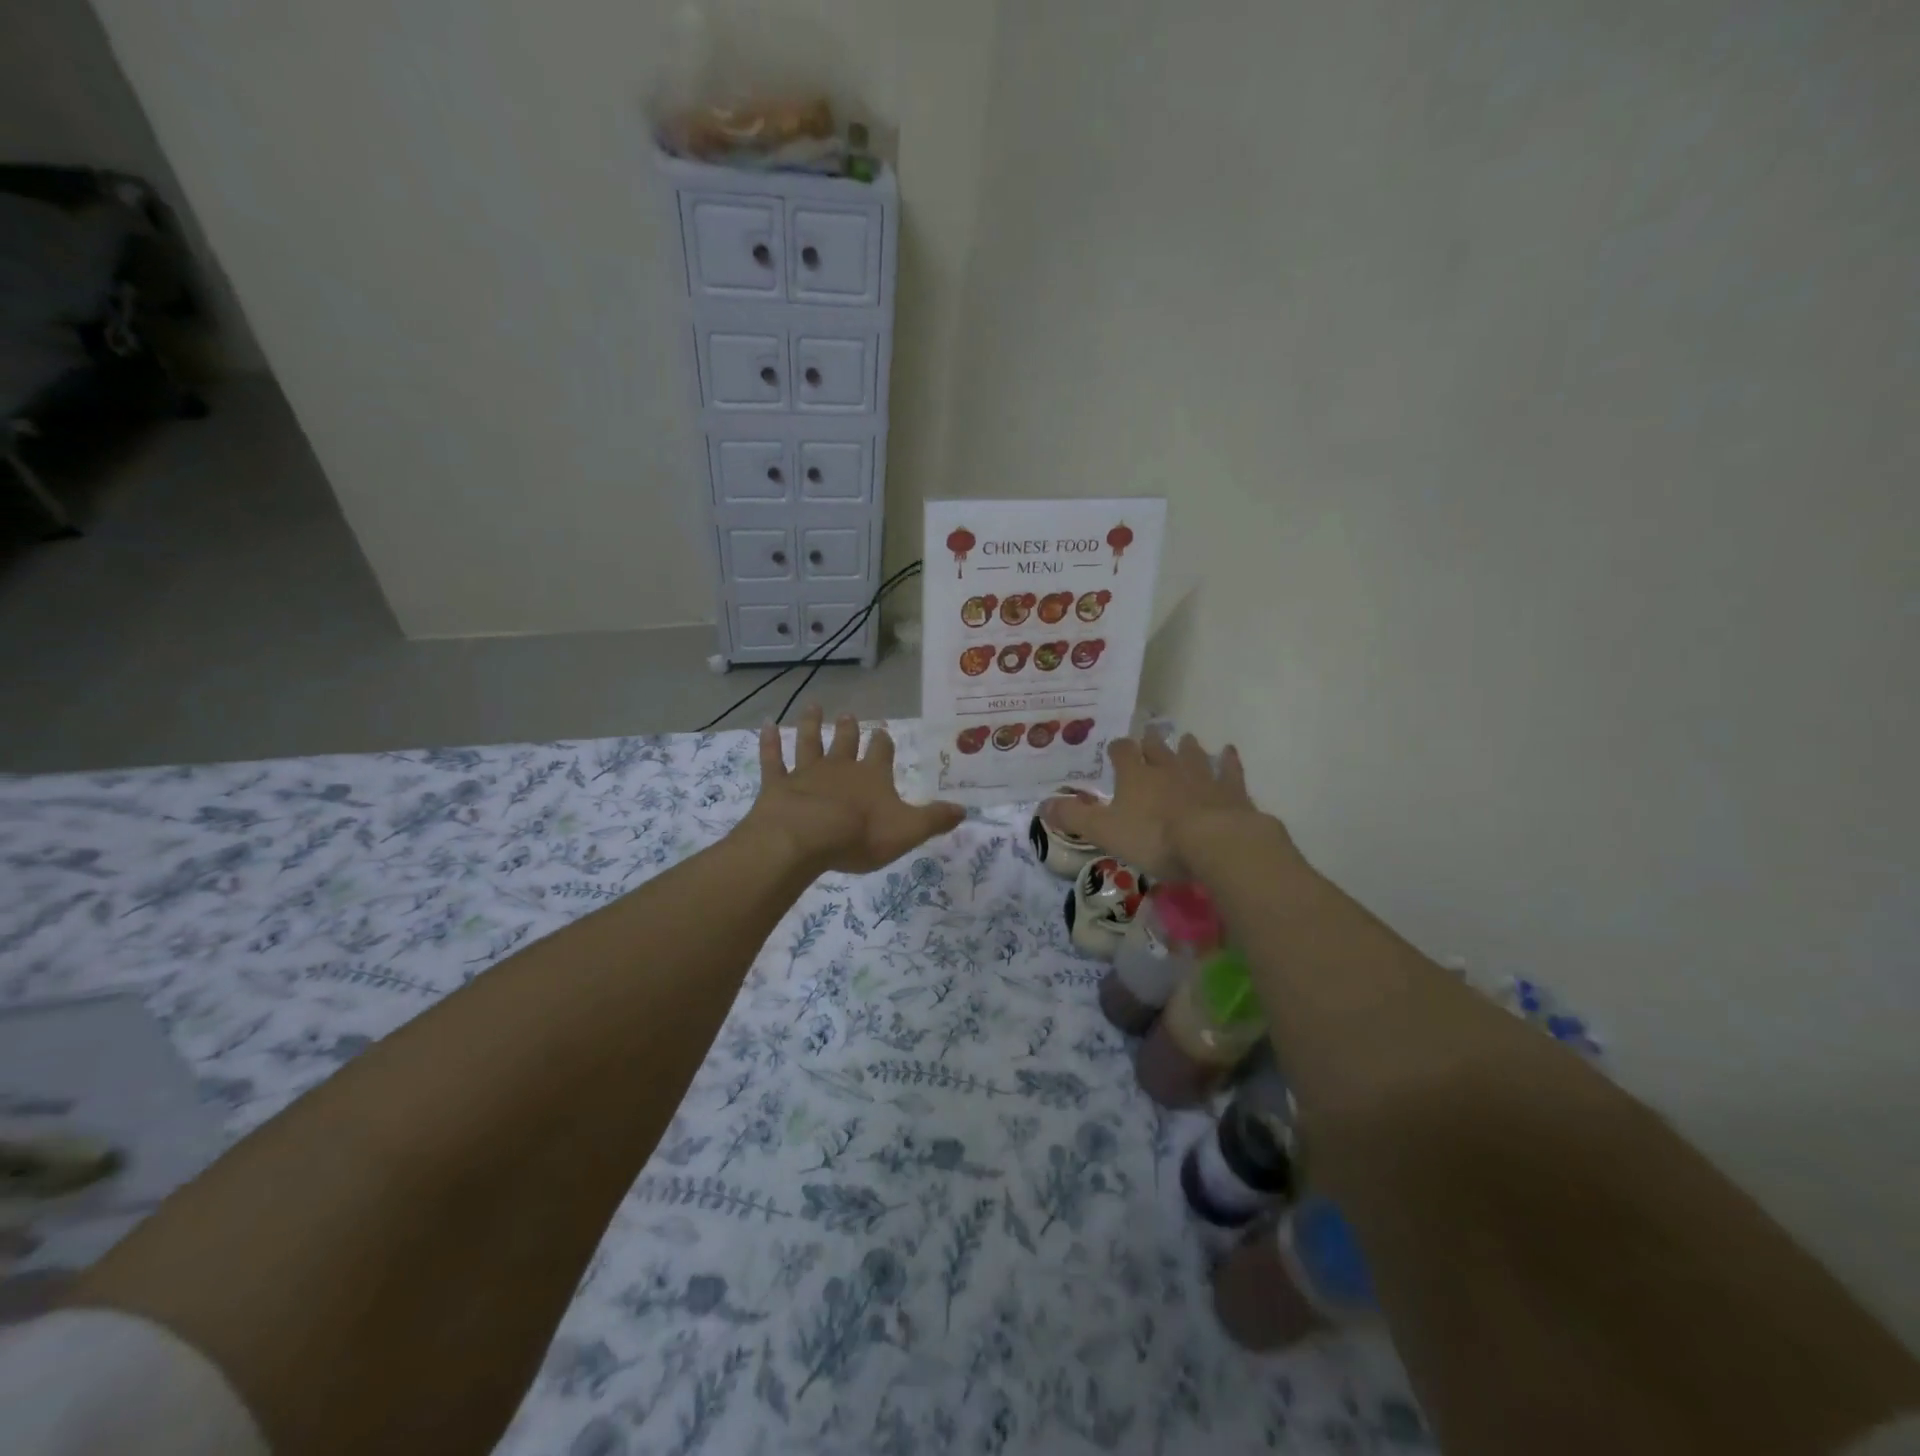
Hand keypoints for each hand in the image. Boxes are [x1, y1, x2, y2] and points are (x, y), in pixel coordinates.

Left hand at [740, 706, 965, 874]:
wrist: (806, 838)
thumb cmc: (859, 835)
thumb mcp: (907, 831)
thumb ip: (934, 820)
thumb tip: (965, 810)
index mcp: (872, 777)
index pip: (881, 753)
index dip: (883, 744)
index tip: (883, 733)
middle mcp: (840, 767)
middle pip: (846, 742)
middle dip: (849, 730)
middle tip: (849, 715)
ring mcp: (806, 773)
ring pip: (809, 742)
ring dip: (811, 725)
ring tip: (813, 707)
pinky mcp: (778, 784)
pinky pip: (772, 759)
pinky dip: (768, 743)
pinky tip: (765, 725)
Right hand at [1042, 729, 1294, 877]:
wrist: (1215, 842)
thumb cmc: (1154, 837)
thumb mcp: (1105, 831)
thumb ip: (1074, 817)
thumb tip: (1042, 804)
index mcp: (1136, 777)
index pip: (1122, 753)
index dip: (1118, 750)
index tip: (1115, 750)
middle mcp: (1167, 768)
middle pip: (1158, 748)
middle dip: (1151, 743)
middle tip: (1150, 737)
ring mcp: (1202, 776)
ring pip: (1192, 755)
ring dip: (1187, 747)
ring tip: (1185, 739)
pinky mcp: (1231, 791)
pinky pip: (1229, 770)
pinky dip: (1228, 761)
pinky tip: (1229, 752)